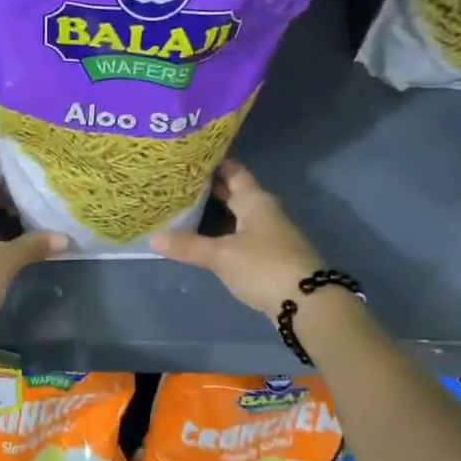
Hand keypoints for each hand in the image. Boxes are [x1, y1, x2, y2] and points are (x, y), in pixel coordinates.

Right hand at [151, 160, 325, 314]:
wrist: (308, 303)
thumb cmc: (264, 266)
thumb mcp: (221, 255)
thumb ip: (188, 246)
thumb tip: (152, 238)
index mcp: (255, 200)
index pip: (233, 170)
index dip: (212, 162)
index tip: (187, 156)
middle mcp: (264, 211)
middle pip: (235, 192)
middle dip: (209, 188)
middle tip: (178, 183)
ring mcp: (269, 234)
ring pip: (237, 215)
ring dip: (215, 213)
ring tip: (184, 209)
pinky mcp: (270, 256)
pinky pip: (241, 235)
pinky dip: (223, 233)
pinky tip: (205, 240)